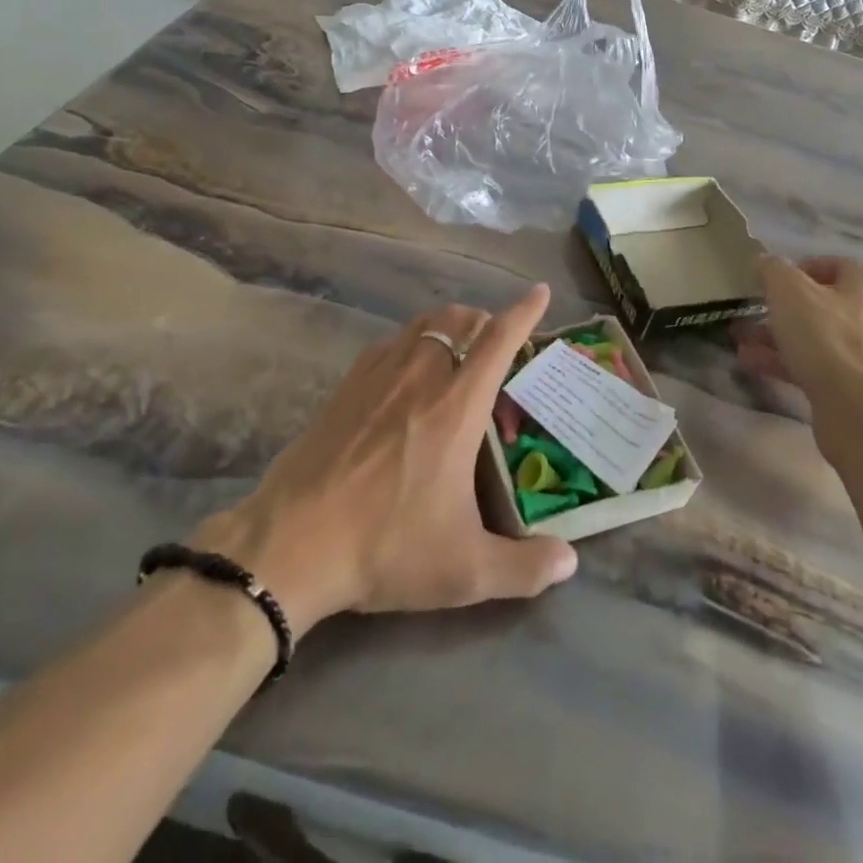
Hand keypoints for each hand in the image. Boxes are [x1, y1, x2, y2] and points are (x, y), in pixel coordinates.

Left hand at [191, 287, 577, 632]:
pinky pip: (390, 343)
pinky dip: (412, 343)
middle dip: (485, 321)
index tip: (540, 292)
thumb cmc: (386, 547)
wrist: (292, 544)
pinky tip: (406, 375)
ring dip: (449, 327)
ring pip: (423, 325)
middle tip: (496, 348)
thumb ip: (525, 568)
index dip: (524, 312)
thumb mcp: (465, 570)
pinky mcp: (346, 385)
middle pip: (459, 319)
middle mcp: (421, 376)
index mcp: (457, 406)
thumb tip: (570, 562)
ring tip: (457, 354)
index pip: (498, 340)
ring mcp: (378, 375)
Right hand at [736, 256, 862, 461]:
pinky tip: (753, 365)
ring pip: (817, 338)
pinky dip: (787, 363)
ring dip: (777, 339)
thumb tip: (764, 262)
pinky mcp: (861, 387)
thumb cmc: (825, 336)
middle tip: (750, 315)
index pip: (832, 265)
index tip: (768, 284)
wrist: (858, 410)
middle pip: (822, 305)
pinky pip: (819, 366)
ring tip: (741, 344)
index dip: (796, 270)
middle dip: (780, 311)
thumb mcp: (788, 291)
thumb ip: (772, 270)